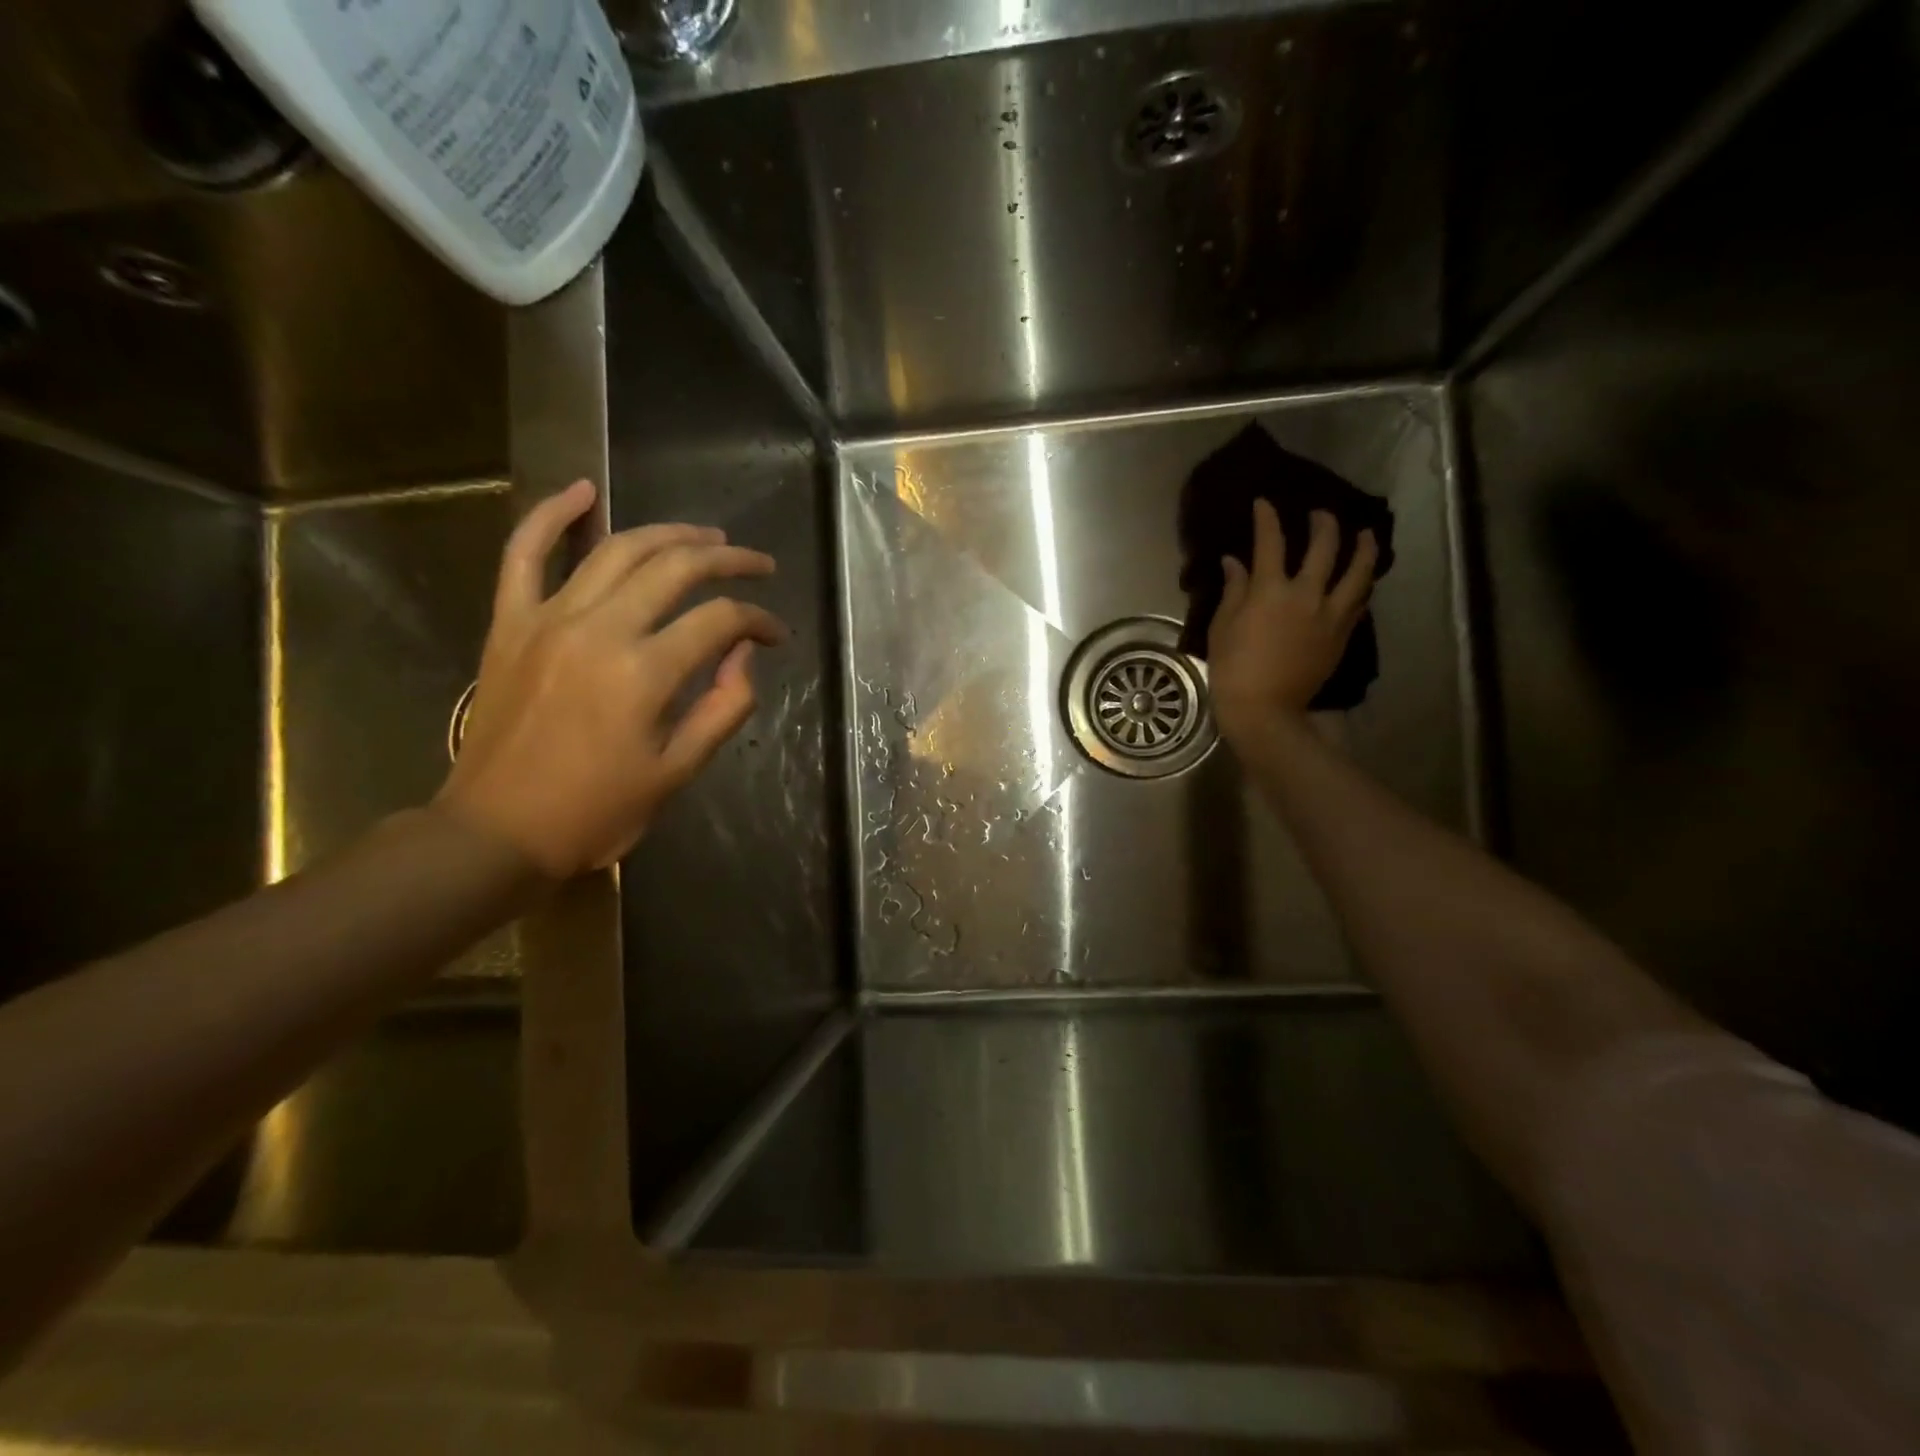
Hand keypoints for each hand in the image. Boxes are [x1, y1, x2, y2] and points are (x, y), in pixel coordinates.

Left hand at [435, 480, 788, 877]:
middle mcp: (600, 629)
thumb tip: (744, 654)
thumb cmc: (596, 811)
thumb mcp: (678, 771)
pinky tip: (581, 490)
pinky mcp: (510, 623)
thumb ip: (723, 708)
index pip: (720, 621)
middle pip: (676, 568)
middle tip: (757, 565)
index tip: (777, 634)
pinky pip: (523, 554)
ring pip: (616, 550)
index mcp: (645, 673)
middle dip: (727, 561)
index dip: (759, 620)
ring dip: (668, 533)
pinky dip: (551, 516)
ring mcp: (548, 619)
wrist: (496, 832)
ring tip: (705, 536)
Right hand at [1208, 501, 1377, 746]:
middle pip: (1325, 546)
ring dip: (1363, 547)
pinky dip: (1361, 583)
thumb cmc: (1233, 668)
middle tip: (1320, 513)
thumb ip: (1233, 590)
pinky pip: (1359, 601)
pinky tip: (1362, 578)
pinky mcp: (1342, 634)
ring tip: (1365, 534)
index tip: (1265, 502)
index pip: (1271, 541)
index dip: (1267, 518)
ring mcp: (1330, 614)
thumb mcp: (1223, 626)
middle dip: (1323, 523)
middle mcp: (1307, 594)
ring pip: (1358, 571)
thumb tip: (1234, 563)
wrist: (1264, 709)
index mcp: (1271, 590)